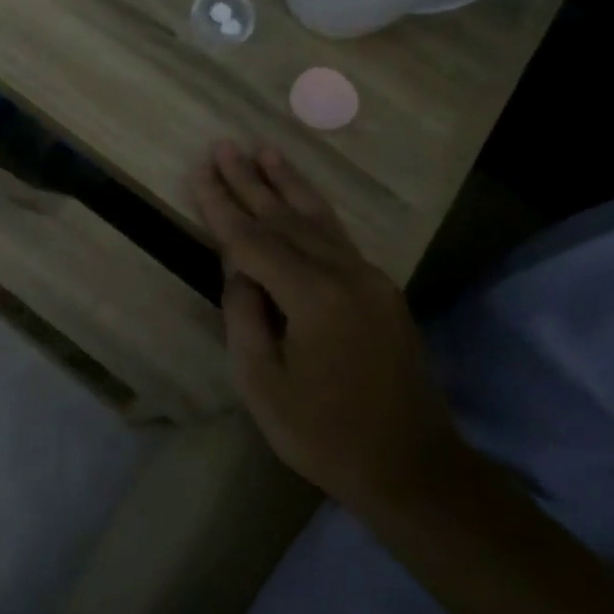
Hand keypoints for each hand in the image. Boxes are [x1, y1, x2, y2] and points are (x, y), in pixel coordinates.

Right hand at [191, 141, 463, 512]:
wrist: (413, 468)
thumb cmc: (325, 434)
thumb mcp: (264, 384)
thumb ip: (245, 317)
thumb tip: (238, 272)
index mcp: (314, 297)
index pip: (254, 240)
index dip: (222, 206)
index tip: (200, 171)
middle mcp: (346, 275)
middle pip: (286, 218)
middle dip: (250, 181)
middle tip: (224, 145)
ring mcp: (370, 280)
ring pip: (318, 219)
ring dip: (287, 184)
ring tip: (264, 150)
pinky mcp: (381, 291)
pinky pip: (339, 237)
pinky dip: (315, 209)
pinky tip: (301, 196)